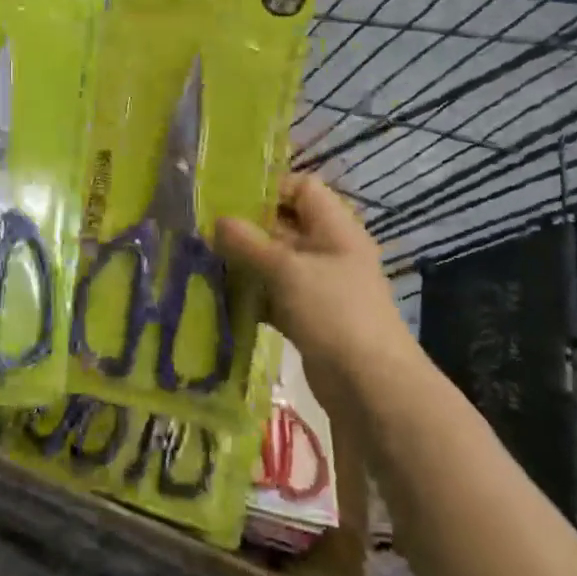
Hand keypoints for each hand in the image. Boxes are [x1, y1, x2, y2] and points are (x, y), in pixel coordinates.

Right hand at [215, 173, 416, 390]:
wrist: (370, 386)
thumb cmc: (333, 311)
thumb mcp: (286, 270)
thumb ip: (248, 243)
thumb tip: (217, 221)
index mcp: (335, 228)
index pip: (302, 188)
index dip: (269, 188)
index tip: (230, 200)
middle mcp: (329, 251)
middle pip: (285, 225)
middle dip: (248, 228)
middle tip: (207, 233)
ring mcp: (320, 287)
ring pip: (276, 263)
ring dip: (245, 264)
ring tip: (206, 263)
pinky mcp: (309, 317)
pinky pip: (275, 295)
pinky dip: (252, 295)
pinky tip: (221, 298)